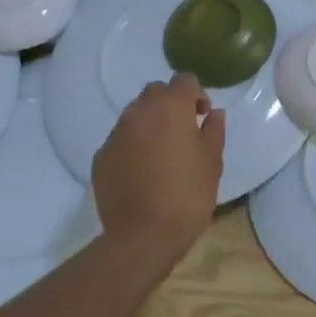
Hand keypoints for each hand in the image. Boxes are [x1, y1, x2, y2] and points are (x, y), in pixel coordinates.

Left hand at [94, 75, 225, 268]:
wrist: (142, 236)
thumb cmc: (187, 194)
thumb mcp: (212, 161)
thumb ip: (214, 130)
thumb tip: (214, 113)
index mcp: (171, 107)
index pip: (184, 80)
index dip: (196, 94)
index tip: (202, 116)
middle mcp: (140, 111)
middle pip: (156, 92)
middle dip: (170, 103)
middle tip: (182, 130)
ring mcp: (116, 133)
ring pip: (135, 114)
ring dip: (149, 123)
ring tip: (161, 151)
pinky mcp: (101, 156)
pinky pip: (120, 139)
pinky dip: (132, 145)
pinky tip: (141, 171)